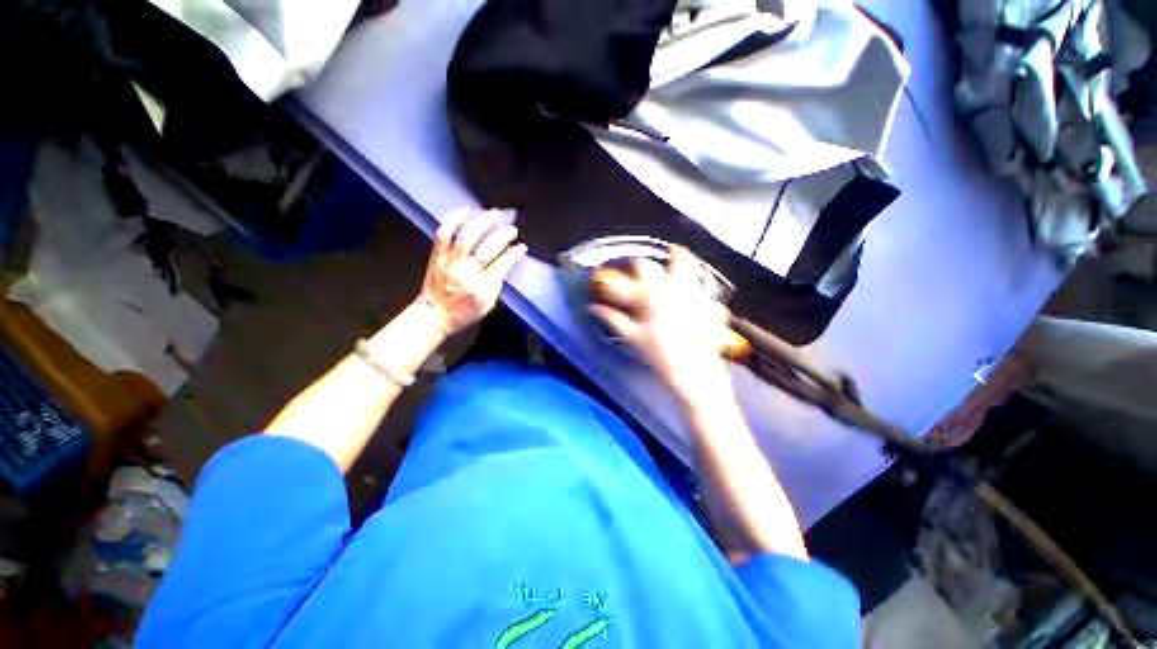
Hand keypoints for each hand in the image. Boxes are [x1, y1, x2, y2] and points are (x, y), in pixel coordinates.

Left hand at [420, 208, 526, 335]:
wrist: (434, 315)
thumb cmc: (464, 313)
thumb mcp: (488, 304)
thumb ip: (497, 283)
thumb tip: (505, 262)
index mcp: (481, 288)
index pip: (502, 266)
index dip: (514, 254)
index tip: (522, 246)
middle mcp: (466, 274)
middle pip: (487, 250)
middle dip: (502, 236)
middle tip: (512, 229)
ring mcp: (449, 263)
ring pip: (466, 238)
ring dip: (481, 223)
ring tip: (492, 214)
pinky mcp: (437, 256)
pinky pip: (443, 234)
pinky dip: (454, 220)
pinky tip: (466, 212)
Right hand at [588, 247, 732, 403]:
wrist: (695, 374)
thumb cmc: (660, 356)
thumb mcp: (633, 338)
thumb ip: (613, 319)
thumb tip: (594, 308)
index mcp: (651, 295)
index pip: (626, 280)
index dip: (613, 276)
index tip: (605, 276)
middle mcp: (672, 288)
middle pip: (652, 266)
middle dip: (641, 265)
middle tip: (634, 268)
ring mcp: (691, 294)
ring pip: (686, 265)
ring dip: (678, 257)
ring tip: (674, 251)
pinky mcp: (705, 305)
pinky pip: (702, 284)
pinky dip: (696, 278)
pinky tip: (693, 281)